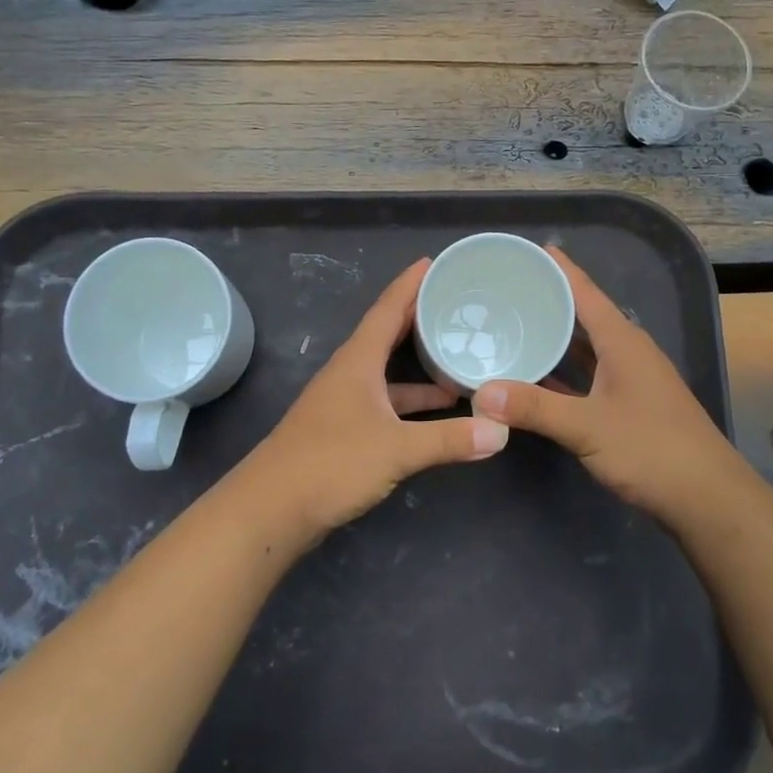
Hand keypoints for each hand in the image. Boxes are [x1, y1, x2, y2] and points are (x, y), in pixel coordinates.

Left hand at [240, 258, 509, 537]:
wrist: (271, 509)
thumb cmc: (331, 463)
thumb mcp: (397, 449)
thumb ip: (449, 439)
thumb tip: (501, 430)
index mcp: (358, 361)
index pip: (387, 309)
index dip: (409, 284)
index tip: (433, 262)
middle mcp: (350, 374)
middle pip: (388, 335)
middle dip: (419, 318)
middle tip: (456, 304)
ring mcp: (344, 403)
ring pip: (388, 372)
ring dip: (419, 367)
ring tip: (459, 363)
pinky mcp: (344, 431)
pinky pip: (386, 402)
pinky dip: (411, 403)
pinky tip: (436, 414)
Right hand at [471, 248, 741, 524]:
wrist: (707, 497)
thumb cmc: (651, 449)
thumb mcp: (586, 427)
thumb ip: (534, 408)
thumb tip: (481, 394)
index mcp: (622, 341)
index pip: (586, 292)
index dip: (561, 270)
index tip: (532, 250)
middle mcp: (628, 352)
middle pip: (585, 316)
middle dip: (551, 301)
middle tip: (509, 290)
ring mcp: (632, 379)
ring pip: (587, 347)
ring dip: (557, 337)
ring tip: (516, 325)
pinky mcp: (631, 404)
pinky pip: (590, 374)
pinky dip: (565, 371)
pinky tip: (539, 376)